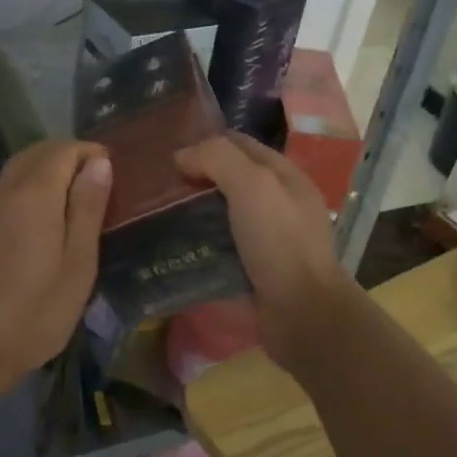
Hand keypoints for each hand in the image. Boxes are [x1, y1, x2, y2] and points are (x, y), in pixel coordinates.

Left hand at [0, 140, 111, 377]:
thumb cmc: (35, 312)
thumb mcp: (77, 263)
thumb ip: (87, 208)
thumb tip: (99, 163)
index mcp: (33, 194)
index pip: (63, 149)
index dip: (90, 153)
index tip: (111, 172)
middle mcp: (2, 191)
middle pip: (35, 154)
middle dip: (67, 157)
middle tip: (94, 184)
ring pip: (15, 172)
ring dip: (44, 173)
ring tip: (71, 204)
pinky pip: (1, 194)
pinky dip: (25, 192)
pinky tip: (37, 225)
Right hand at [175, 134, 359, 369]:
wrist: (301, 313)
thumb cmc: (279, 241)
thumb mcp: (252, 185)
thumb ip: (218, 159)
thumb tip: (182, 156)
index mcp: (284, 177)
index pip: (241, 145)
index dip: (206, 143)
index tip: (169, 153)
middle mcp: (278, 204)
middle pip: (230, 180)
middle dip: (196, 179)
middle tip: (157, 186)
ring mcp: (267, 239)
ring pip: (222, 215)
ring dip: (193, 214)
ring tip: (156, 215)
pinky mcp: (253, 270)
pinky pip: (220, 248)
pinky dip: (198, 245)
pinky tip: (172, 247)